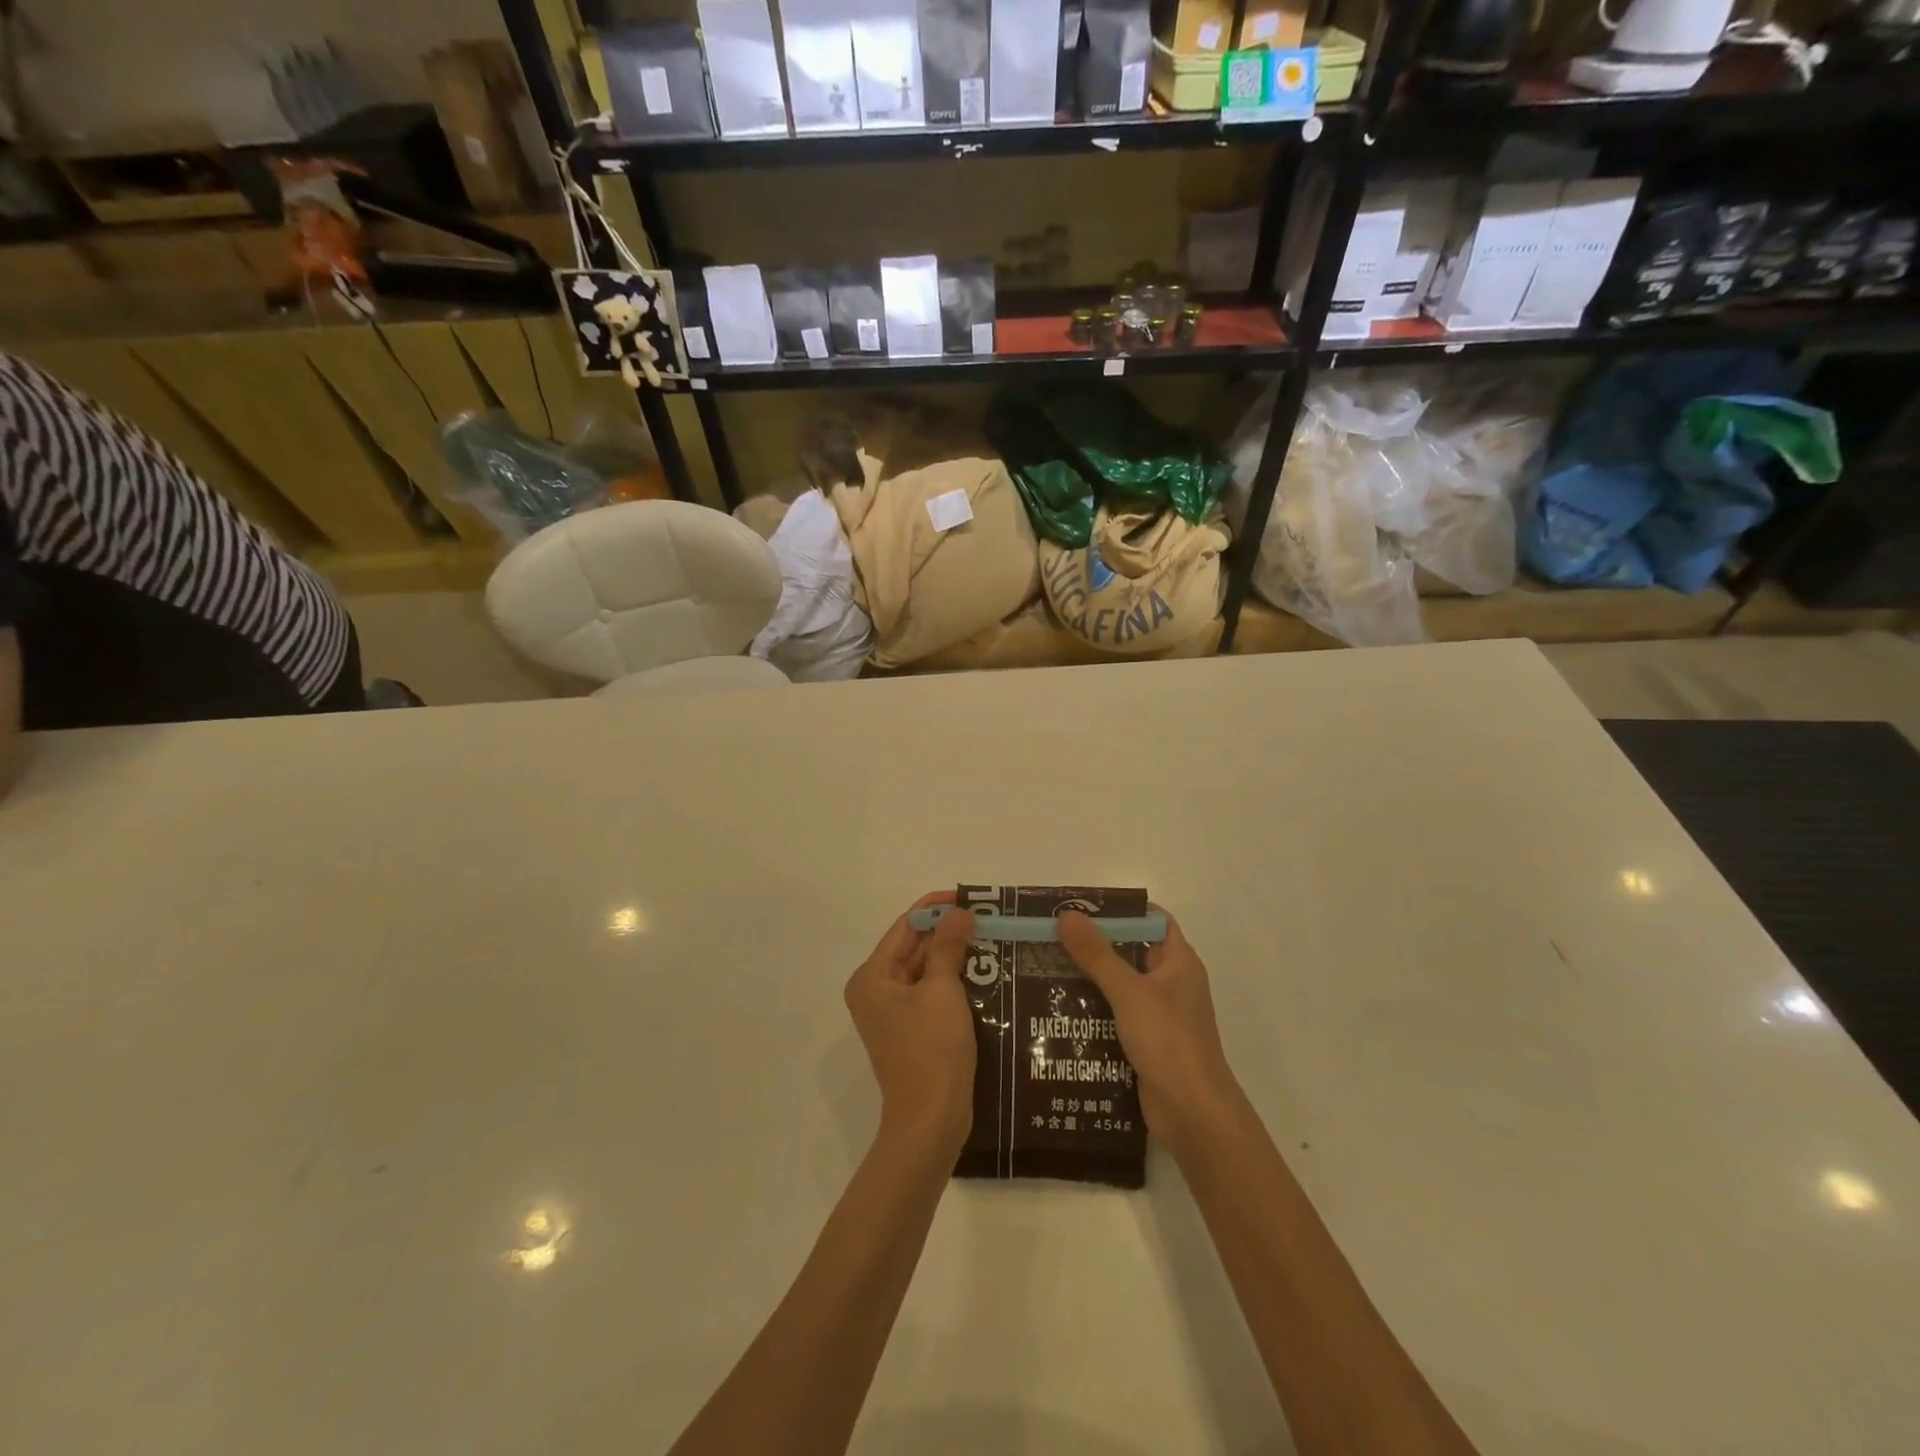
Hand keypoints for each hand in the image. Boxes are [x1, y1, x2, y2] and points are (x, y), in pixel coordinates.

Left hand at [844, 894, 976, 1153]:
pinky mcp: (912, 1030)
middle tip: (990, 918)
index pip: (906, 926)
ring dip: (956, 956)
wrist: (931, 1122)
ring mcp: (893, 1012)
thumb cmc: (932, 1050)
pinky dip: (955, 981)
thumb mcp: (942, 991)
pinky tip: (986, 972)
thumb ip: (948, 945)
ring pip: (927, 970)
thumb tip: (959, 911)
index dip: (937, 907)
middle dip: (950, 932)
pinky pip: (933, 993)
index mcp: (873, 976)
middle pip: (915, 947)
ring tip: (994, 939)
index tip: (972, 897)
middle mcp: (876, 990)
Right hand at [1057, 908, 1240, 1156]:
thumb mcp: (1130, 992)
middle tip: (1050, 937)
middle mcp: (1170, 984)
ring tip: (1045, 969)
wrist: (1194, 1116)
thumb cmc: (1169, 1042)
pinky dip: (1091, 1012)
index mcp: (1179, 962)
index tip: (1080, 906)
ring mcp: (1159, 1016)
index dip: (1121, 909)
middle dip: (1093, 945)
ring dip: (1088, 980)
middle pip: (1130, 952)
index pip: (1152, 920)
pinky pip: (1114, 1017)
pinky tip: (1057, 1010)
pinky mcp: (1145, 1044)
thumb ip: (1097, 954)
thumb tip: (1066, 914)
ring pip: (1119, 987)